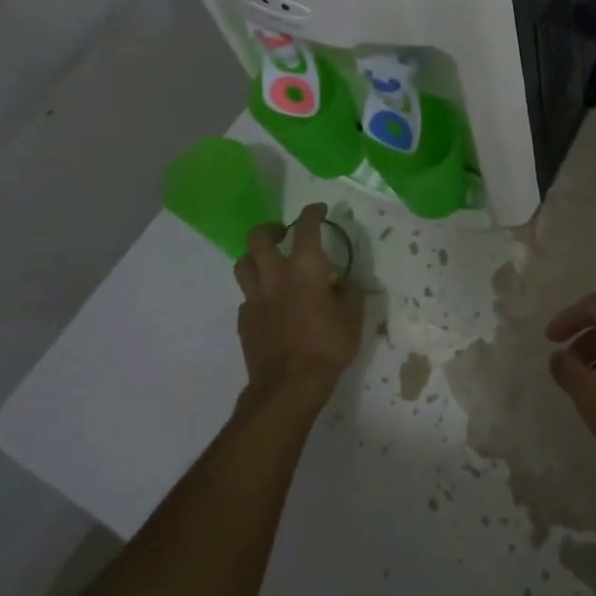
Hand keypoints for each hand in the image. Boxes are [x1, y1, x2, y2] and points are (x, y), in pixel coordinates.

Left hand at [234, 204, 364, 411]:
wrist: (289, 385)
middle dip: (269, 229)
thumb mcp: (353, 317)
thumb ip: (349, 293)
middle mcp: (275, 276)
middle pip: (258, 238)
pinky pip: (246, 297)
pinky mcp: (244, 320)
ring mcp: (254, 298)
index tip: (318, 209)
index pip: (306, 228)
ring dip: (254, 258)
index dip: (312, 213)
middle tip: (282, 233)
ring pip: (243, 264)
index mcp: (306, 269)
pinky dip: (257, 293)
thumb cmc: (328, 346)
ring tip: (268, 264)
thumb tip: (343, 282)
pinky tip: (270, 304)